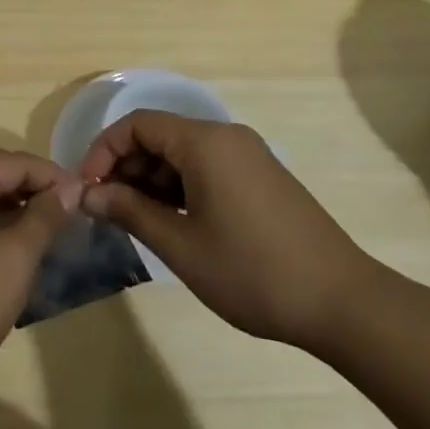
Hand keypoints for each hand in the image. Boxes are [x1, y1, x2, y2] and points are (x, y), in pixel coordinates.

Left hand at [0, 150, 80, 403]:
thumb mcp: (13, 261)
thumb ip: (43, 218)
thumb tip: (69, 188)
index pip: (15, 161)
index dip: (53, 177)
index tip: (84, 200)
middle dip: (31, 187)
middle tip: (66, 216)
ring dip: (9, 203)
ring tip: (42, 231)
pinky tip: (4, 245)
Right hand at [80, 110, 378, 351]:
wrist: (343, 303)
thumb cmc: (253, 272)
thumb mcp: (181, 244)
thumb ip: (128, 211)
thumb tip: (86, 193)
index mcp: (205, 142)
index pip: (137, 125)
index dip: (103, 151)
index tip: (88, 189)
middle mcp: (226, 137)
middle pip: (159, 135)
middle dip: (126, 167)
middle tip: (107, 209)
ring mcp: (248, 156)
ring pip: (182, 153)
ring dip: (151, 179)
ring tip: (135, 220)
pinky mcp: (261, 177)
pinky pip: (206, 167)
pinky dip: (180, 186)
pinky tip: (172, 222)